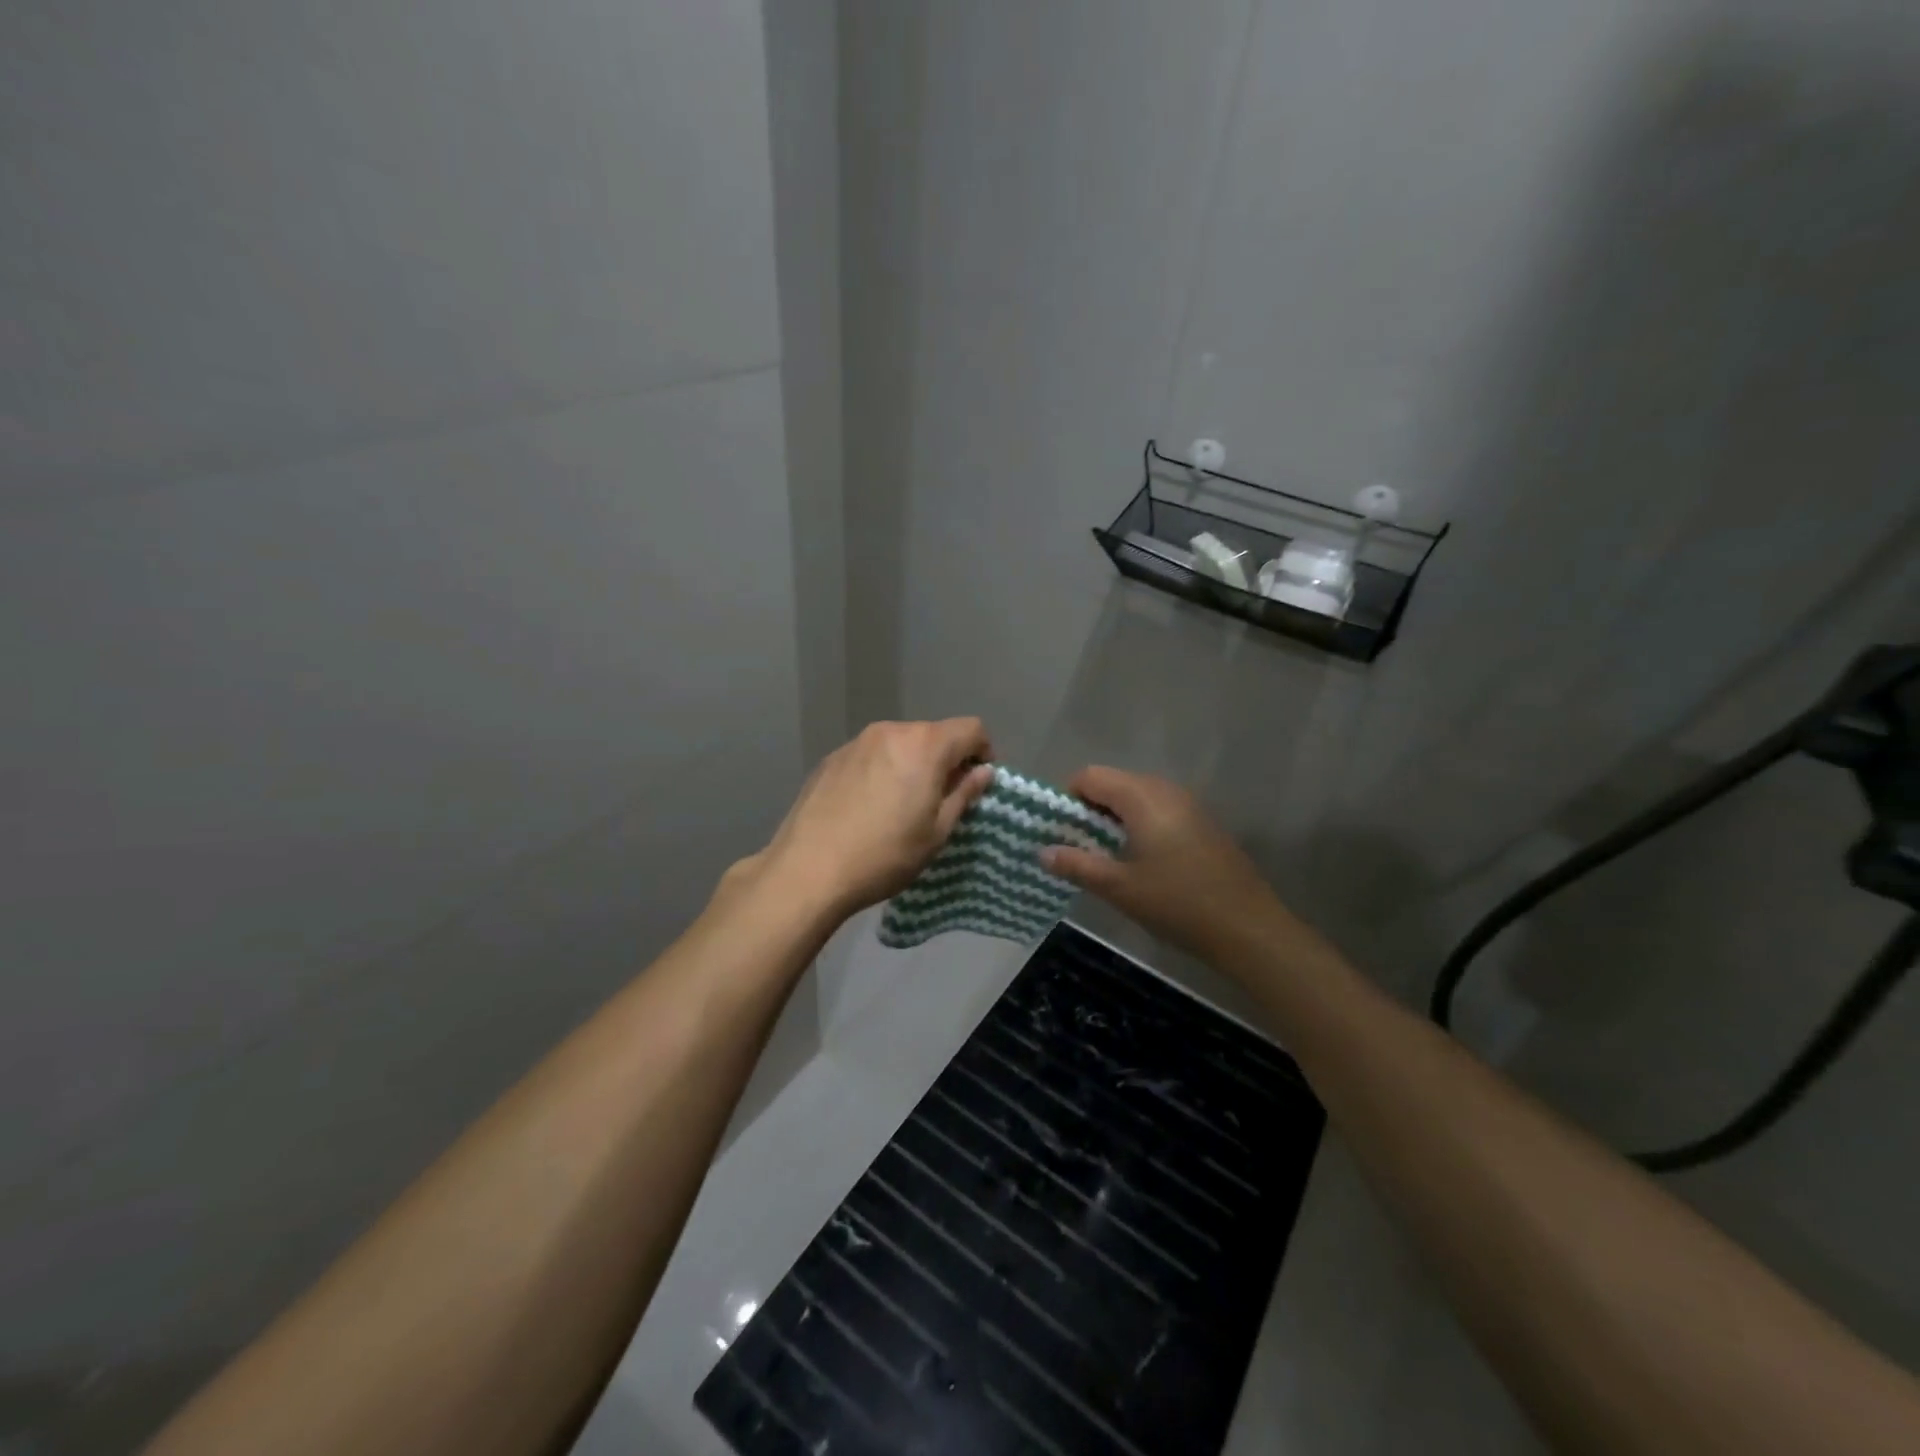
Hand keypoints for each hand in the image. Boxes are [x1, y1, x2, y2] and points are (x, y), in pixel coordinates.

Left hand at [755, 719, 994, 918]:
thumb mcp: (937, 832)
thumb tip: (983, 771)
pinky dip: (882, 770)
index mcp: (925, 745)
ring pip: (900, 743)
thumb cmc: (885, 854)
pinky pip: (871, 755)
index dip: (983, 752)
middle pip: (933, 734)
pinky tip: (868, 806)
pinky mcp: (831, 758)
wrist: (808, 869)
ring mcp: (856, 742)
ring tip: (901, 805)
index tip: (976, 782)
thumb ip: (964, 794)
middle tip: (940, 800)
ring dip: (912, 764)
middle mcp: (891, 731)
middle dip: (945, 759)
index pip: (971, 728)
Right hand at [1041, 766, 1289, 961]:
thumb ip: (1077, 864)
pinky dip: (1138, 826)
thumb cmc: (1178, 903)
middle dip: (1089, 810)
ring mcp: (1188, 804)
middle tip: (1077, 848)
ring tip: (1105, 858)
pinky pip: (1157, 810)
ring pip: (1136, 798)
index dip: (1067, 798)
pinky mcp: (1202, 823)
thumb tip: (1042, 852)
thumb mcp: (1119, 887)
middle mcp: (1165, 789)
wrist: (1249, 927)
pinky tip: (1140, 862)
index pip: (1090, 776)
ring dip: (1113, 819)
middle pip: (1113, 783)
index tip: (1058, 832)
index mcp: (1142, 796)